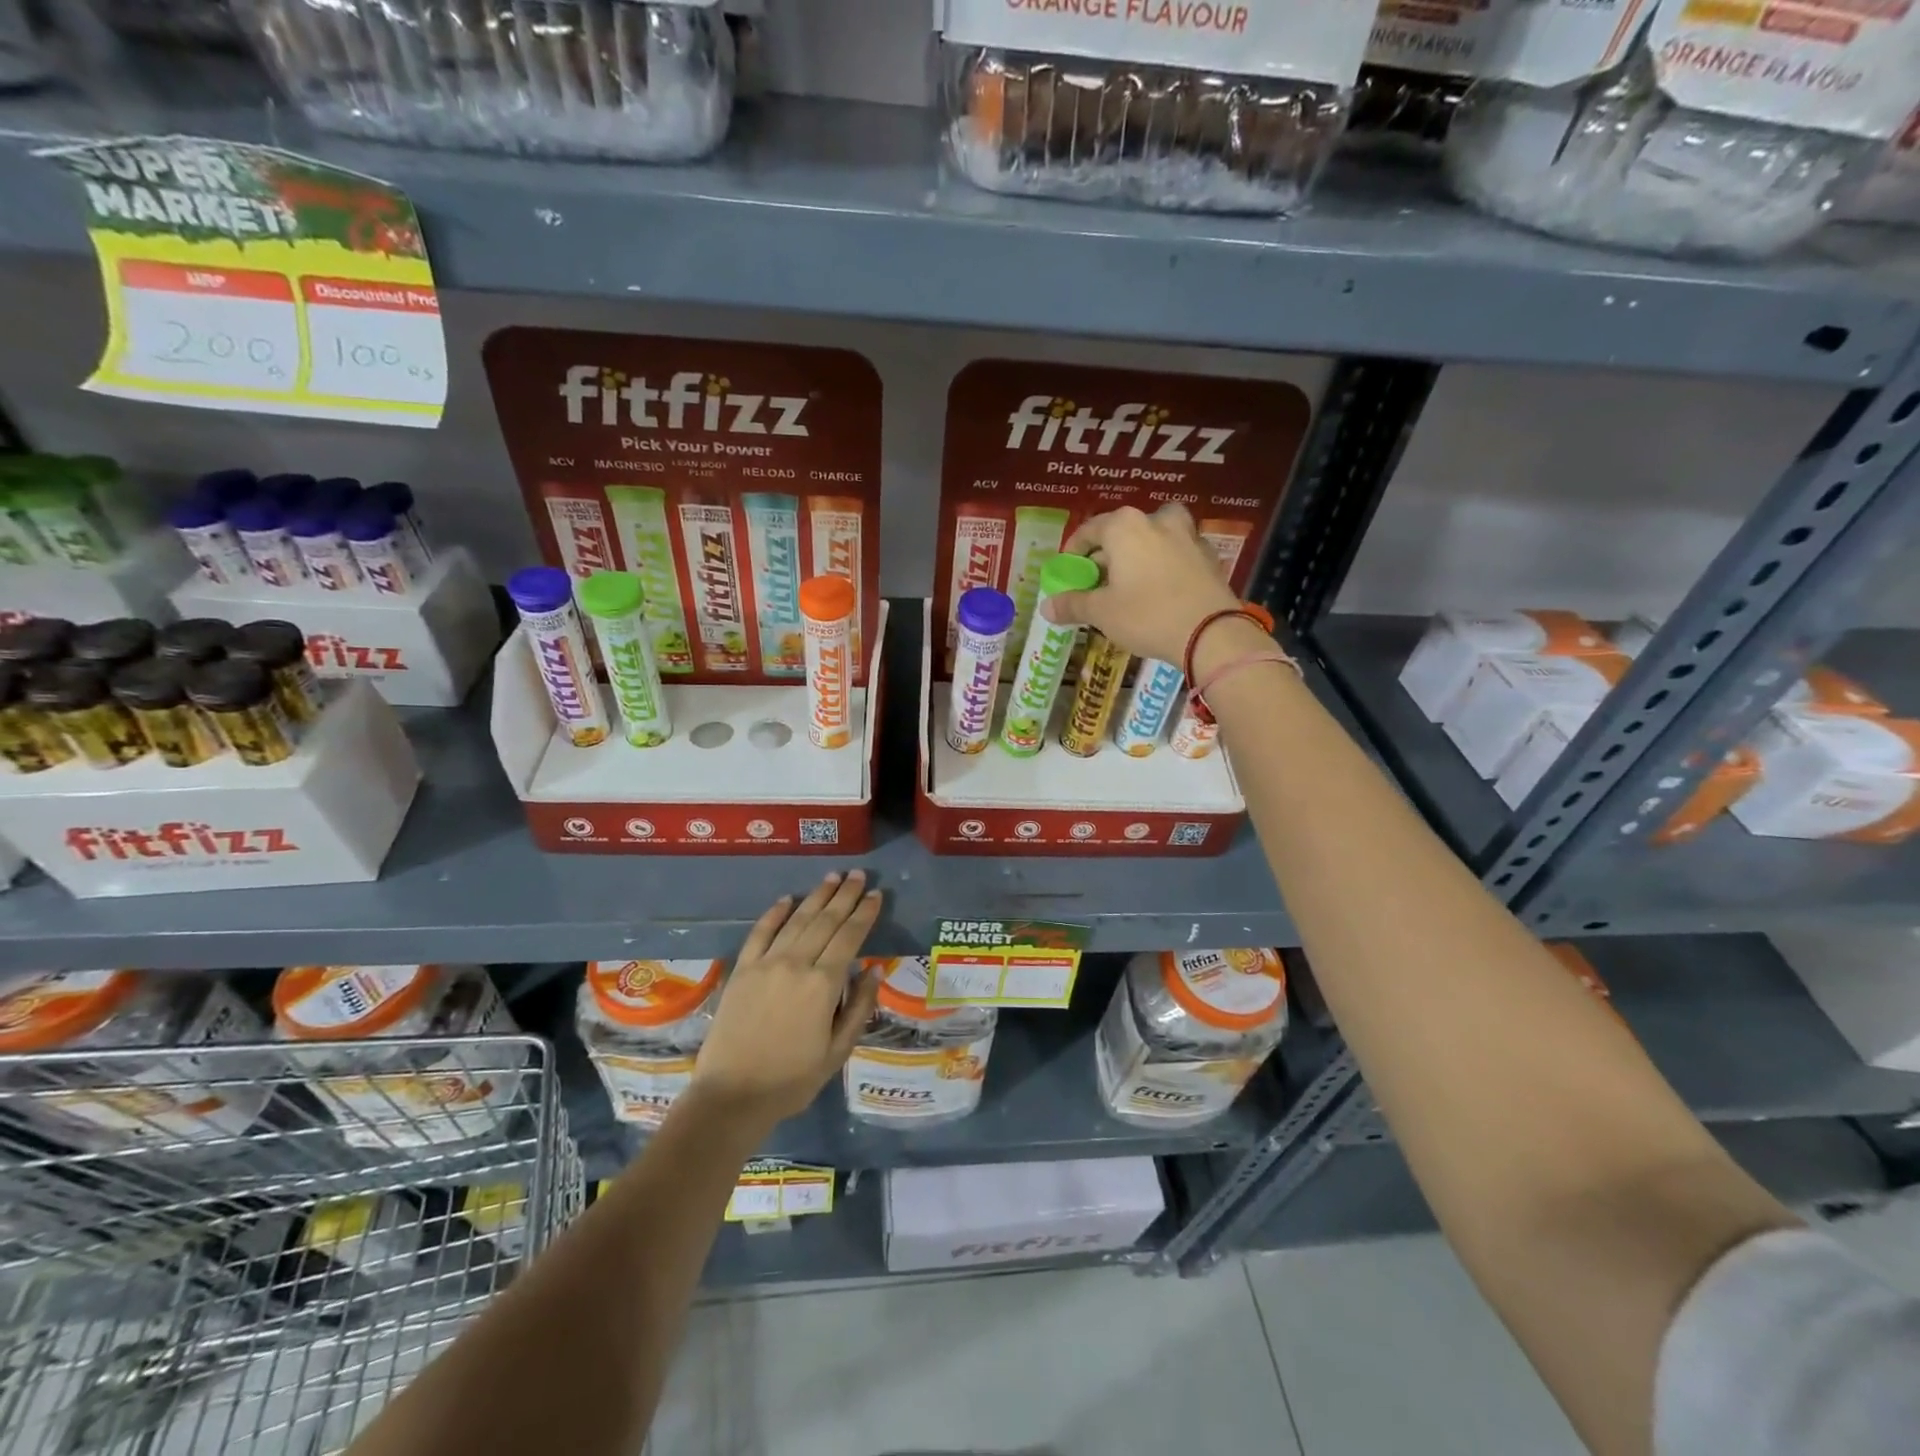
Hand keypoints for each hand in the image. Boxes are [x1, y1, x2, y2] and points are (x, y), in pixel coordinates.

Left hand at [689, 871, 882, 1131]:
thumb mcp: (838, 1052)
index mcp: (823, 984)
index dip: (864, 914)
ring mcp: (766, 964)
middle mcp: (796, 964)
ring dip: (816, 896)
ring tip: (832, 877)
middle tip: (857, 874)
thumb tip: (874, 971)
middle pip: (825, 921)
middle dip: (844, 895)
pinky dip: (775, 913)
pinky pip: (760, 933)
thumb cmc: (792, 1079)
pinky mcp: (742, 970)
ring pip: (796, 920)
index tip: (875, 894)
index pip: (850, 937)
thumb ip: (859, 1008)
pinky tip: (787, 899)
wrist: (731, 1096)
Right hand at [1041, 504, 1240, 664]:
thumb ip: (1073, 604)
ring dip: (1142, 549)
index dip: (1074, 550)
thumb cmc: (1147, 615)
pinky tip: (1162, 586)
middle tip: (1099, 578)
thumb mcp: (1102, 613)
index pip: (1090, 529)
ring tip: (1134, 575)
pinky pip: (1178, 552)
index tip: (1068, 569)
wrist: (1210, 632)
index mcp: (1125, 527)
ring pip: (1156, 534)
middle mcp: (1157, 521)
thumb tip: (1046, 607)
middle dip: (1108, 552)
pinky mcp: (1208, 556)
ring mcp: (1187, 535)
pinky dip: (1166, 562)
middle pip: (1124, 529)